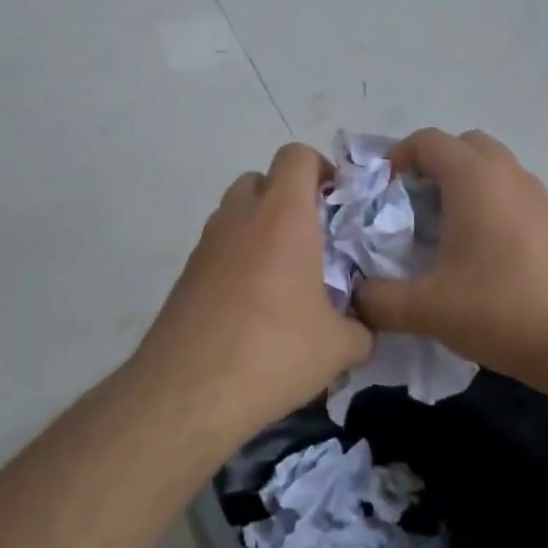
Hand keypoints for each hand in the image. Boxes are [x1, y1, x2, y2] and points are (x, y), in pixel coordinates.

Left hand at [132, 143, 370, 426]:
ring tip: (282, 276)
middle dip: (288, 198)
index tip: (336, 204)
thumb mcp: (340, 346)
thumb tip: (362, 327)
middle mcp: (240, 217)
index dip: (320, 169)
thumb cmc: (274, 352)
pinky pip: (218, 248)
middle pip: (262, 179)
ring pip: (235, 212)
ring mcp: (206, 244)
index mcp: (283, 216)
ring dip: (260, 227)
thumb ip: (362, 327)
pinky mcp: (185, 274)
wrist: (189, 391)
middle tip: (312, 240)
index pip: (296, 156)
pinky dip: (237, 259)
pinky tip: (252, 306)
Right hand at [355, 129, 547, 387]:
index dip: (395, 158)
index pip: (426, 140)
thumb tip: (355, 296)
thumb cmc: (501, 308)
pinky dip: (484, 205)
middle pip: (461, 147)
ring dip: (459, 186)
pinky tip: (473, 253)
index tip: (377, 195)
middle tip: (407, 208)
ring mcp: (535, 195)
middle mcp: (506, 173)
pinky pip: (507, 193)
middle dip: (429, 167)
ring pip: (488, 169)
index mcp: (473, 177)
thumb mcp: (425, 308)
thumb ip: (377, 299)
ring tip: (437, 232)